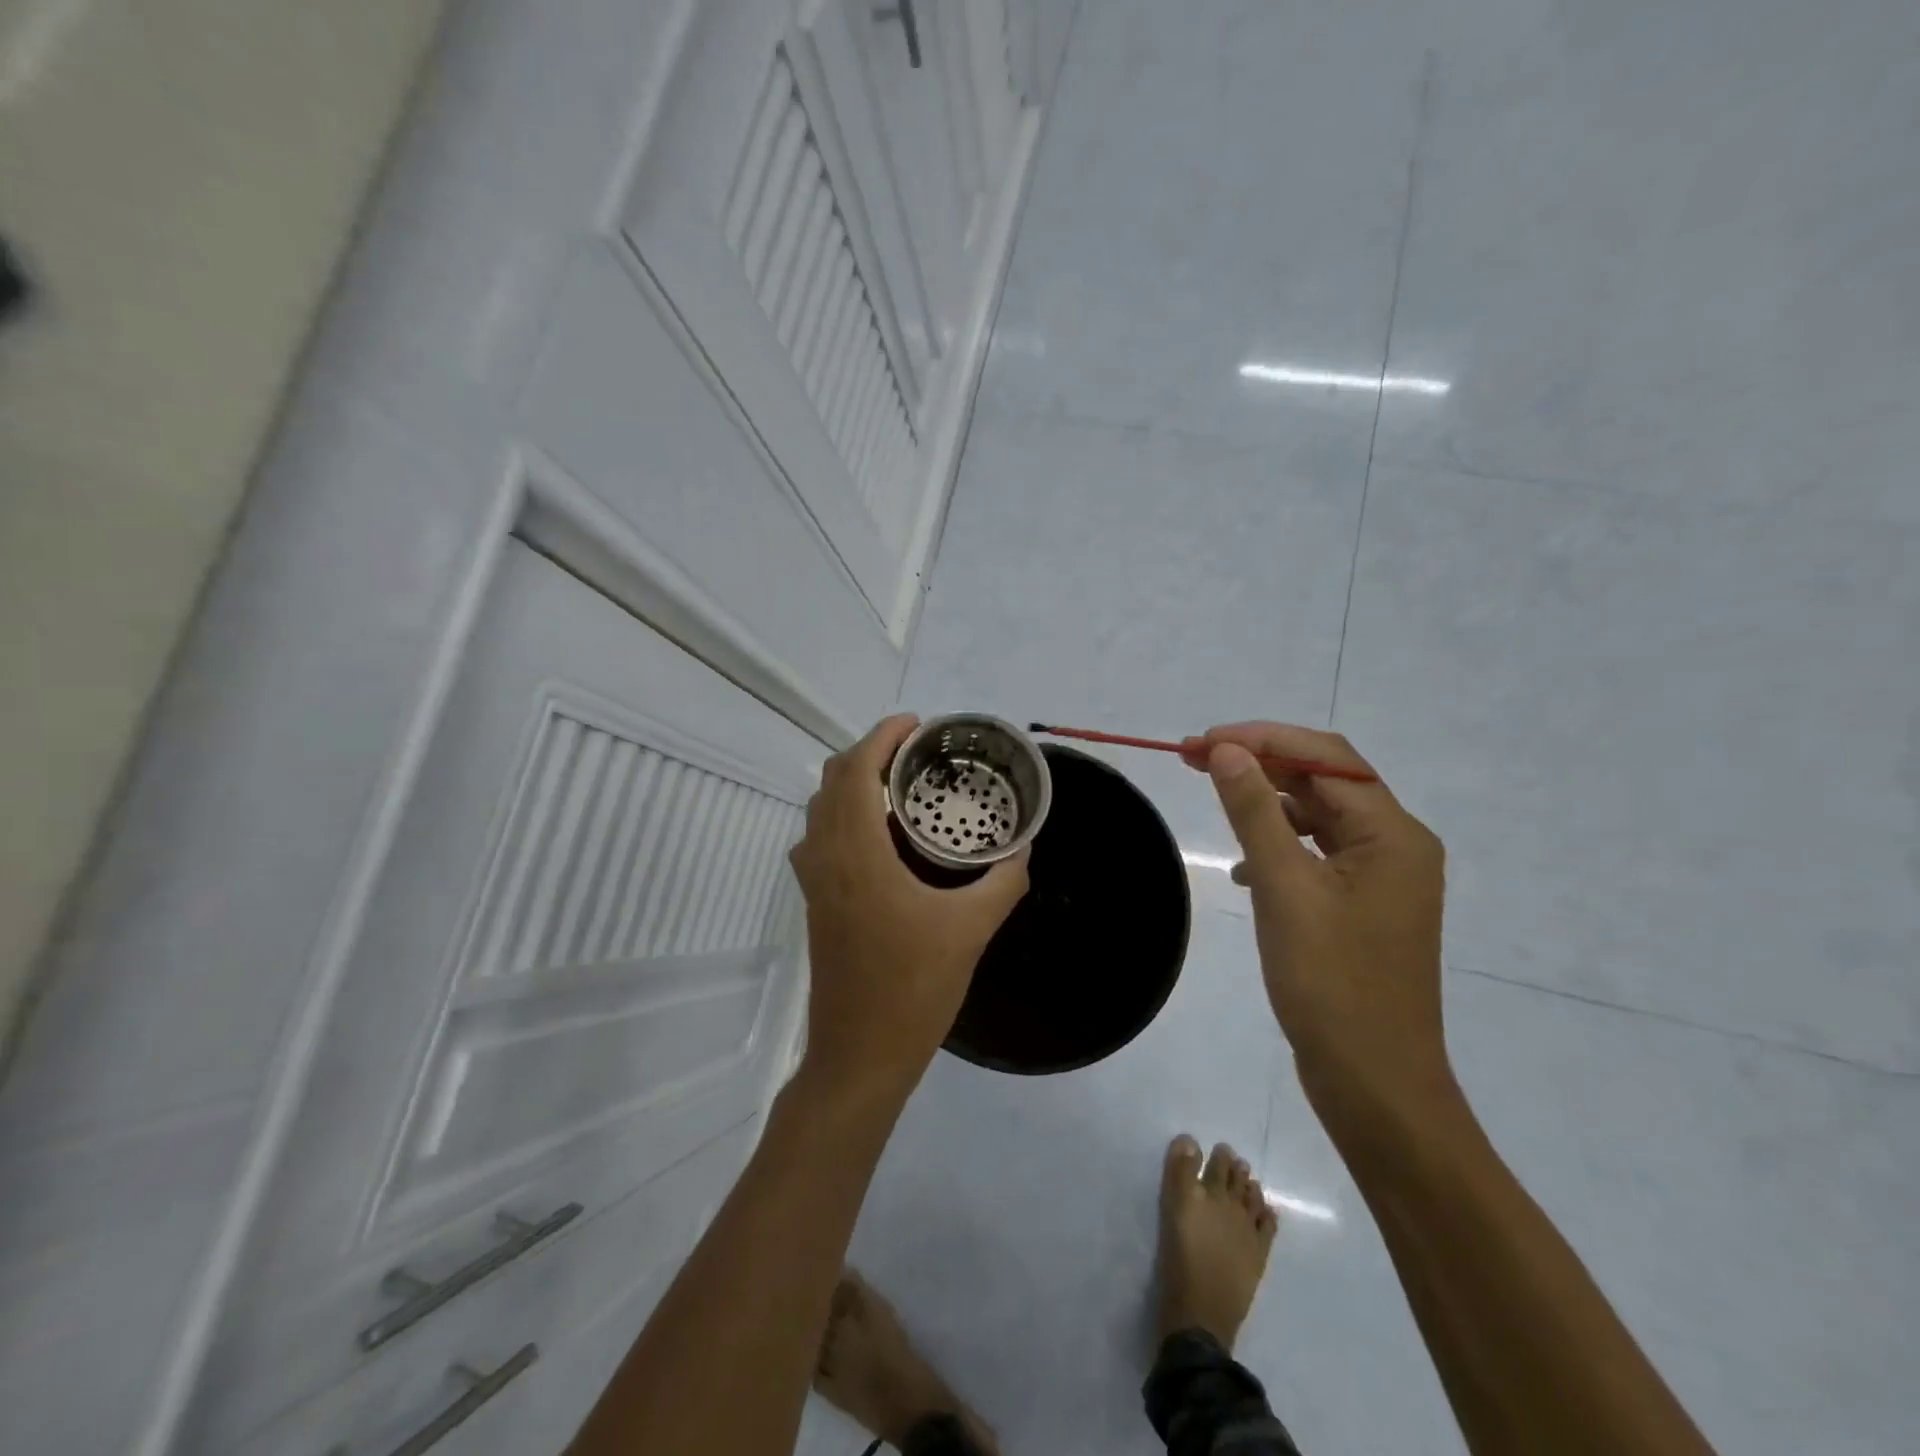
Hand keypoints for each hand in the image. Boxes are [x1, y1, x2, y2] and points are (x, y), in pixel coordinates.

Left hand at [790, 715, 1029, 1103]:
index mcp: (857, 855)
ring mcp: (814, 881)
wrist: (860, 1055)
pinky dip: (845, 813)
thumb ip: (1002, 882)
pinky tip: (883, 834)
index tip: (917, 724)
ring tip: (901, 784)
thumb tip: (1023, 849)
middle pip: (833, 780)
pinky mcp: (815, 902)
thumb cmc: (914, 991)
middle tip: (917, 752)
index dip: (881, 736)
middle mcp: (825, 858)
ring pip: (821, 807)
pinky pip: (821, 835)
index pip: (855, 771)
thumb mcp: (971, 931)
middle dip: (870, 752)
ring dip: (853, 782)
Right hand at [1183, 722, 1455, 1133]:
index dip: (1261, 738)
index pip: (1324, 757)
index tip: (1199, 742)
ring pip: (1318, 816)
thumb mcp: (1284, 889)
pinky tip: (1243, 868)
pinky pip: (1316, 854)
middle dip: (1259, 762)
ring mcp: (1380, 878)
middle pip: (1323, 781)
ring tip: (1213, 797)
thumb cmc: (1331, 984)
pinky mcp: (1362, 906)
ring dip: (1266, 802)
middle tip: (1192, 758)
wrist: (1374, 1083)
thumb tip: (1226, 749)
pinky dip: (1278, 845)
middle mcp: (1395, 845)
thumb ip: (1254, 812)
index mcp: (1392, 834)